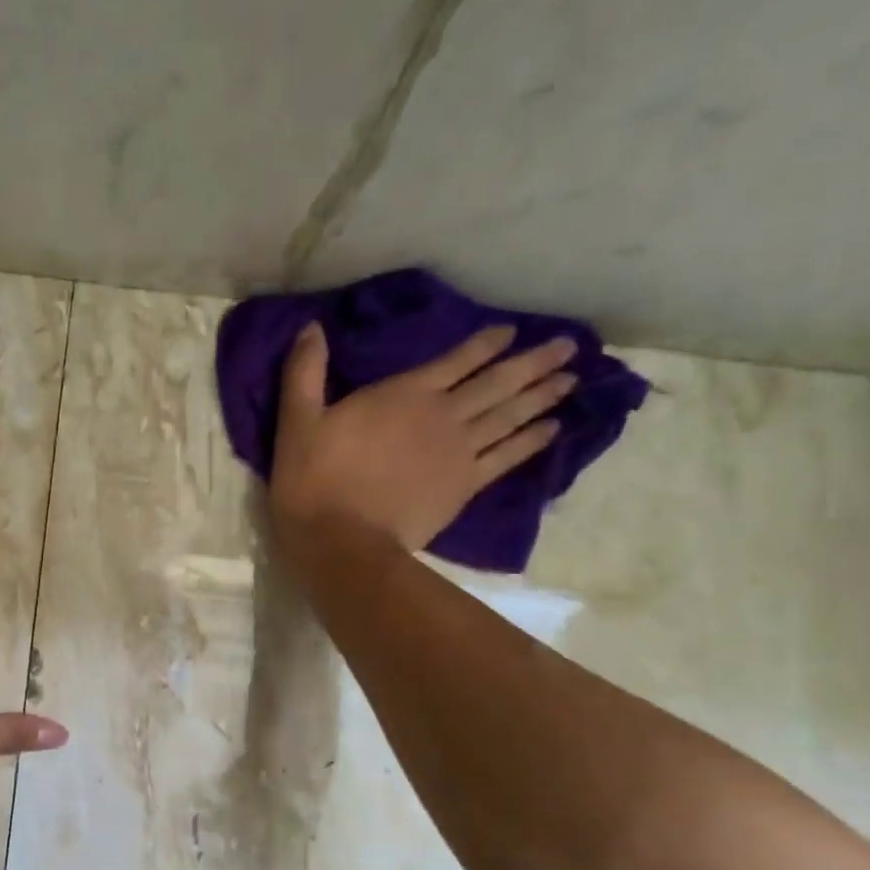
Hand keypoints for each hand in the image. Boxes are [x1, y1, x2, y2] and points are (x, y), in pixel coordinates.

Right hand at [268, 322, 575, 564]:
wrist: (341, 541)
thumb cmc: (314, 480)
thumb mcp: (297, 422)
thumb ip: (304, 373)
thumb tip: (310, 328)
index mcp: (404, 395)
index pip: (456, 360)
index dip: (485, 344)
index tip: (510, 331)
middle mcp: (442, 415)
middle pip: (497, 383)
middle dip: (533, 363)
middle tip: (568, 347)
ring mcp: (460, 452)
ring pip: (510, 416)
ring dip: (542, 396)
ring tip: (571, 380)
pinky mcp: (465, 486)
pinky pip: (508, 457)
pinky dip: (532, 441)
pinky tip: (554, 430)